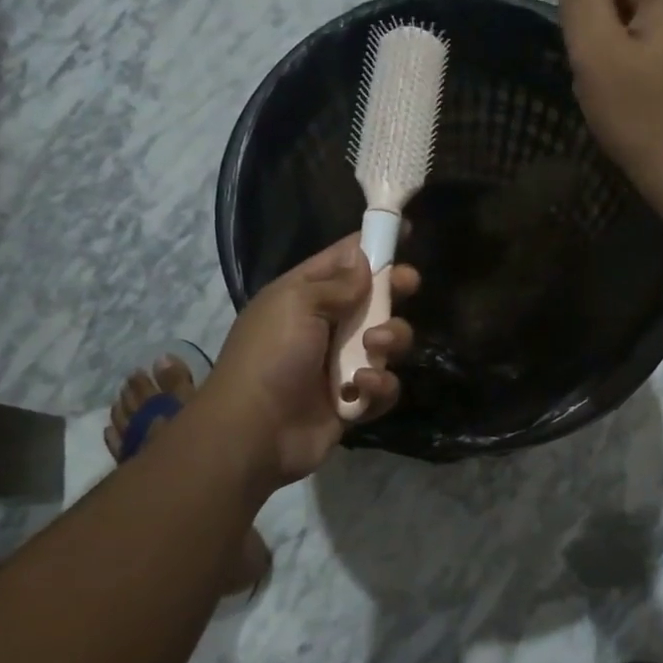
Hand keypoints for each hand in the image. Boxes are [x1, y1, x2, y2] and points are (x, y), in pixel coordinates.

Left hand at [204, 236, 417, 487]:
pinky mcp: (354, 401)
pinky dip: (379, 386)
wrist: (254, 431)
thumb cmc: (271, 356)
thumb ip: (337, 283)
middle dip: (394, 291)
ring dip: (390, 340)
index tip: (404, 231)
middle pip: (374, 299)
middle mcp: (325, 326)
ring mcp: (341, 365)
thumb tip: (364, 261)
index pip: (343, 260)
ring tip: (375, 348)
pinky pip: (384, 386)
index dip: (372, 245)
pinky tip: (362, 388)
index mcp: (304, 296)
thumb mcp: (296, 304)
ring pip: (387, 343)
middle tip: (408, 285)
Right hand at [548, 0, 662, 205]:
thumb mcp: (597, 47)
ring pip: (630, 20)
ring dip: (610, 51)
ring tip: (616, 90)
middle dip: (597, 30)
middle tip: (601, 78)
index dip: (581, 10)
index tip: (587, 56)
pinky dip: (630, 65)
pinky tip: (632, 96)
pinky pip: (648, 42)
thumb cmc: (641, 115)